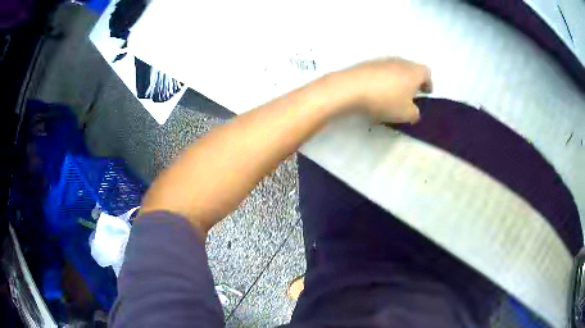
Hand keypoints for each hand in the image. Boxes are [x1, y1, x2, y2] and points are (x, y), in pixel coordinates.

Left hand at [327, 58, 431, 123]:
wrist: (351, 88)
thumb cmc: (386, 100)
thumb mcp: (406, 114)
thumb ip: (415, 114)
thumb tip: (414, 111)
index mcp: (414, 71)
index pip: (427, 72)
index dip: (428, 83)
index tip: (425, 93)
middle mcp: (400, 61)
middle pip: (411, 69)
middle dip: (412, 81)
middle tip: (409, 95)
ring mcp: (382, 60)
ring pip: (395, 69)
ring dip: (397, 80)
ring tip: (392, 95)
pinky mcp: (367, 63)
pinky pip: (380, 71)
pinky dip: (382, 80)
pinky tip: (376, 92)